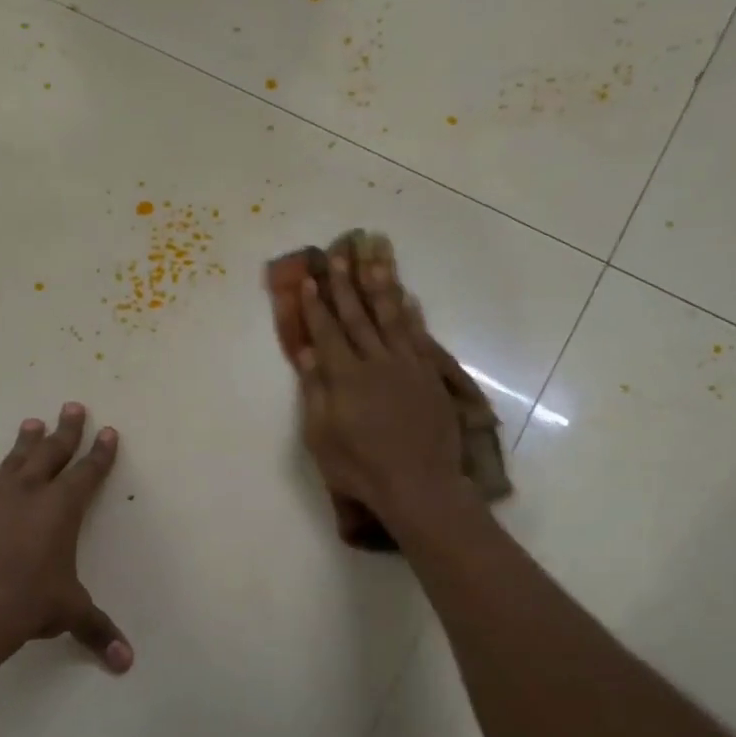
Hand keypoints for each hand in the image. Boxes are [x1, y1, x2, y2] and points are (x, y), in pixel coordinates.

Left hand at [0, 403, 132, 672]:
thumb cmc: (27, 602)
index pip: (87, 473)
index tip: (108, 431)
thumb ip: (97, 631)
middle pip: (52, 452)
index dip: (100, 453)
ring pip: (15, 460)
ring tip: (31, 423)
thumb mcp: (69, 613)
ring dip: (26, 442)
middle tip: (72, 406)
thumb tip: (126, 664)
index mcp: (62, 508)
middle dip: (66, 430)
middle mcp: (29, 494)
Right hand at [290, 256, 467, 532]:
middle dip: (345, 283)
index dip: (317, 304)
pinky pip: (419, 336)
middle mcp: (376, 362)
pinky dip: (412, 314)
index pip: (327, 332)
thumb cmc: (360, 467)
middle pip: (358, 315)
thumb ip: (315, 390)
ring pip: (392, 316)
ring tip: (374, 256)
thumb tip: (306, 352)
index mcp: (345, 376)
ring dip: (381, 284)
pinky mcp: (429, 376)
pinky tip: (407, 296)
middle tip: (338, 251)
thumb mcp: (322, 436)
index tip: (309, 277)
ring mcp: (407, 366)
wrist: (418, 484)